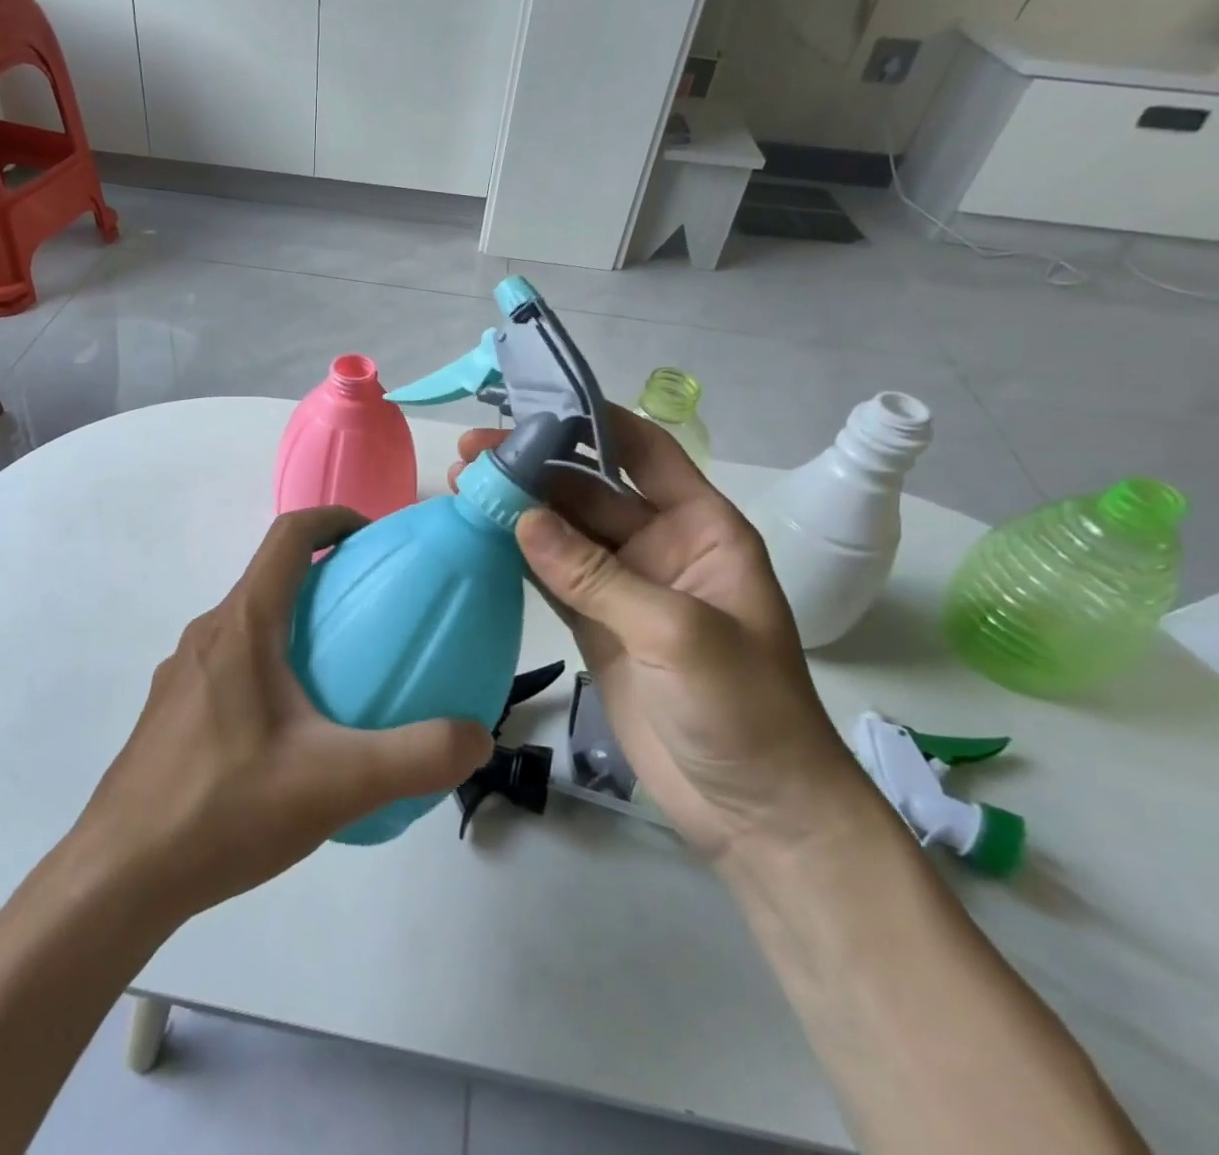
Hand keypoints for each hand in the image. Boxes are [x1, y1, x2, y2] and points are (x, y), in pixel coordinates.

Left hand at [74, 507, 491, 923]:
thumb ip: (416, 757)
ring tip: (337, 673)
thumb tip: (476, 736)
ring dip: (294, 624)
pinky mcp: (170, 709)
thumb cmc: (226, 809)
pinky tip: (288, 731)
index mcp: (243, 626)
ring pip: (248, 622)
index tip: (375, 538)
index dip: (334, 518)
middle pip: (269, 576)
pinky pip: (229, 662)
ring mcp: (181, 672)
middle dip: (324, 576)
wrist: (120, 875)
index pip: (289, 536)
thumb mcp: (336, 784)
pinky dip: (268, 664)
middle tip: (373, 613)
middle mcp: (206, 634)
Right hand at [452, 409, 867, 863]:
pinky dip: (516, 556)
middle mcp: (660, 546)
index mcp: (701, 528)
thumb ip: (596, 575)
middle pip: (588, 491)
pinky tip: (478, 535)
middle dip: (534, 469)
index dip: (593, 422)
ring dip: (517, 509)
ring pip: (562, 533)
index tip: (533, 406)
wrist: (757, 813)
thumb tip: (521, 518)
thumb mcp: (677, 633)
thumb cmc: (745, 711)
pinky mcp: (596, 626)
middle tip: (471, 454)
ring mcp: (623, 587)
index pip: (645, 452)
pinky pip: (551, 577)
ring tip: (461, 485)